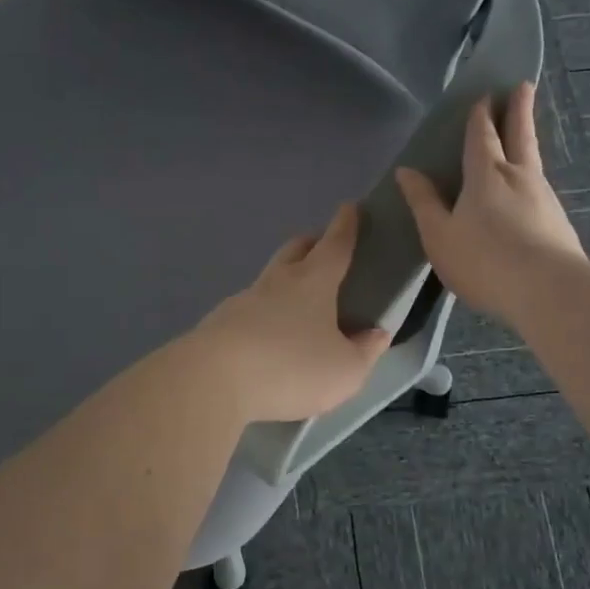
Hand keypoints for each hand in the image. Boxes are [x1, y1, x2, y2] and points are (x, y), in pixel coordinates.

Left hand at [191, 203, 391, 422]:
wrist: (214, 381)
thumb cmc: (291, 367)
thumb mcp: (345, 370)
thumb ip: (365, 351)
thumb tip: (376, 333)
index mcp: (313, 282)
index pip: (335, 245)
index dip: (346, 226)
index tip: (351, 207)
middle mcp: (277, 282)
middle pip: (295, 250)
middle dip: (312, 243)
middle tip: (324, 248)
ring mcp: (243, 300)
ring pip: (269, 278)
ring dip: (284, 280)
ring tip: (297, 303)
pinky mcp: (219, 324)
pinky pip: (248, 309)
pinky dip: (263, 314)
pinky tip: (266, 336)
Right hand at [395, 81, 585, 323]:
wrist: (547, 290)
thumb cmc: (483, 260)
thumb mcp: (439, 234)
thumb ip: (424, 202)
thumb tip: (406, 171)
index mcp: (486, 174)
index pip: (483, 136)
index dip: (482, 115)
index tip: (486, 94)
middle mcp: (519, 176)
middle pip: (519, 135)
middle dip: (519, 110)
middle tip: (524, 85)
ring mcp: (544, 197)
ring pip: (533, 160)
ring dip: (527, 140)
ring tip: (524, 134)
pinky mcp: (559, 222)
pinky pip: (540, 188)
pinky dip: (532, 177)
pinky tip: (531, 190)